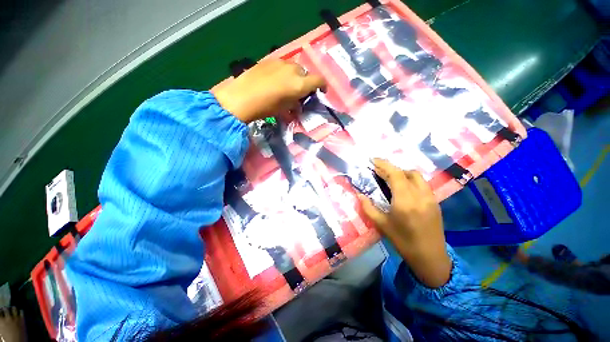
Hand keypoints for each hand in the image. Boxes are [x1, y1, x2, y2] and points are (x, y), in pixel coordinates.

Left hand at [212, 59, 325, 123]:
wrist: (242, 97)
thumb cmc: (266, 107)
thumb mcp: (285, 109)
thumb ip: (296, 104)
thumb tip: (298, 103)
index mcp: (300, 84)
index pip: (319, 80)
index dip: (323, 86)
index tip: (321, 92)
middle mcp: (294, 70)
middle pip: (306, 73)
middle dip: (306, 83)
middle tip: (300, 93)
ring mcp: (281, 62)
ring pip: (295, 68)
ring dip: (295, 77)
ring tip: (286, 87)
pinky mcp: (270, 60)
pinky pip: (283, 66)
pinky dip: (284, 73)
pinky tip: (275, 81)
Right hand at [358, 159, 451, 287]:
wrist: (430, 257)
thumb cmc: (403, 241)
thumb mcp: (382, 225)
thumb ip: (368, 207)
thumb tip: (359, 194)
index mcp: (405, 201)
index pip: (395, 174)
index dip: (384, 164)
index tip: (373, 160)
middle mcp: (420, 195)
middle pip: (406, 172)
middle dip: (391, 168)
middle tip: (378, 170)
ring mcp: (430, 198)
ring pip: (416, 176)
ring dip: (402, 173)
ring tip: (390, 178)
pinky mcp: (435, 202)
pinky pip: (422, 184)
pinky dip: (410, 180)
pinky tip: (403, 188)